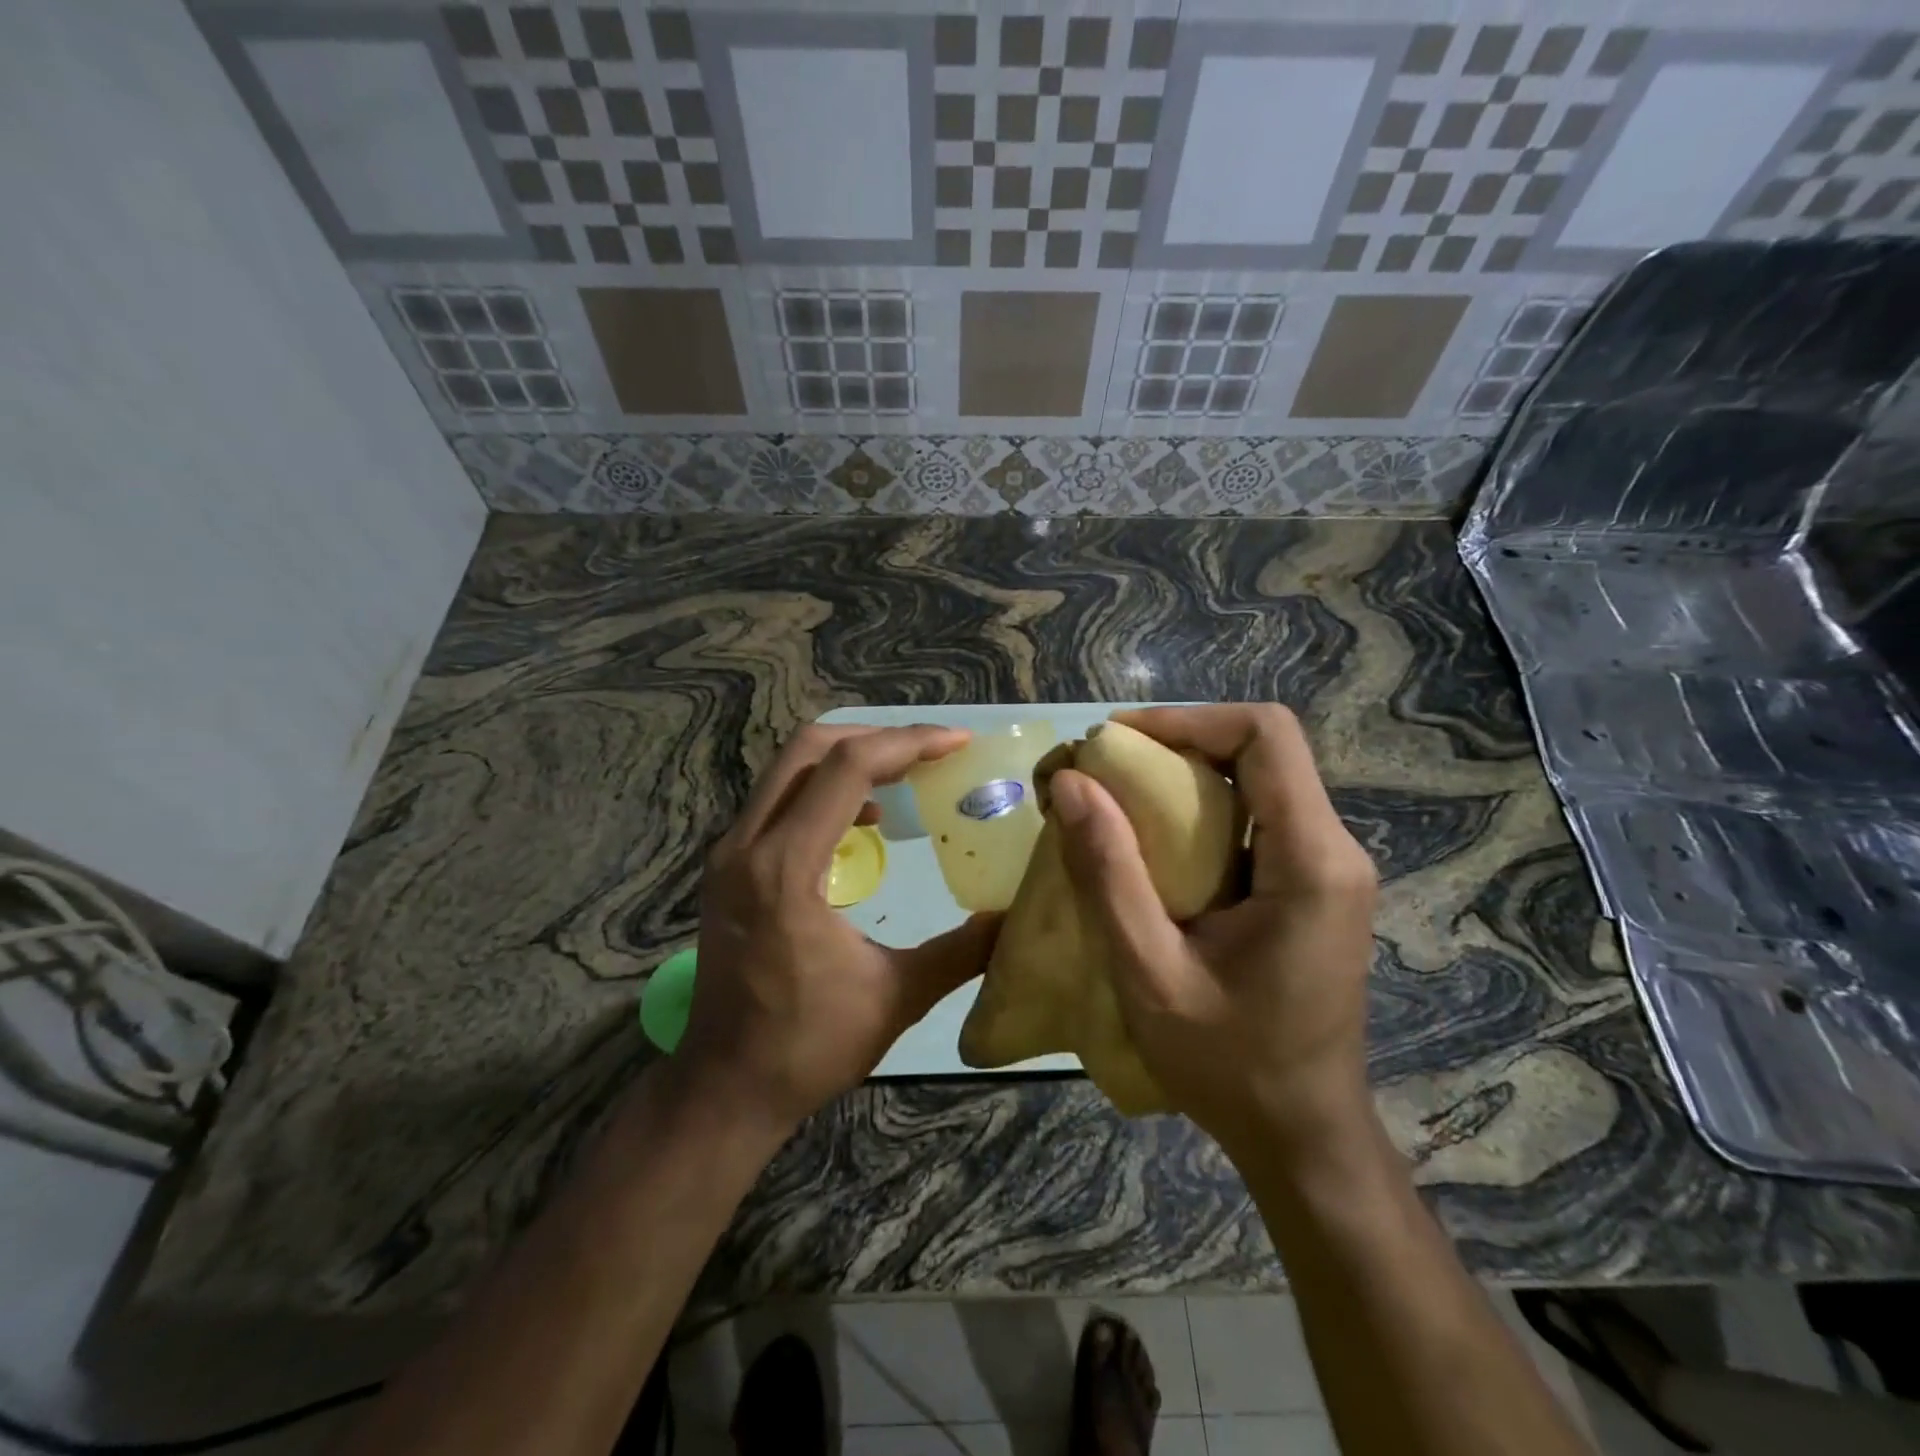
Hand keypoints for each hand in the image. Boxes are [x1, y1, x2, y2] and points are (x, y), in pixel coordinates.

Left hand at [676, 724, 999, 1135]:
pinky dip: (823, 790)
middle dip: (875, 738)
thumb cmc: (807, 1046)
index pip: (848, 769)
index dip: (908, 744)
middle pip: (808, 748)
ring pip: (787, 769)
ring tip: (904, 775)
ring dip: (848, 760)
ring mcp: (729, 853)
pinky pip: (777, 800)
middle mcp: (746, 844)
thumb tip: (1013, 918)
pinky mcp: (727, 868)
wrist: (723, 1088)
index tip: (956, 744)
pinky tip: (862, 820)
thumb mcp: (896, 996)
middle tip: (929, 751)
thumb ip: (961, 951)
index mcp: (786, 868)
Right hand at [1048, 705, 1377, 1158]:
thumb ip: (1108, 874)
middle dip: (1177, 743)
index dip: (1188, 719)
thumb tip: (1071, 784)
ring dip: (1185, 776)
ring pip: (1258, 780)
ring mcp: (1329, 869)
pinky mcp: (1312, 887)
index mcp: (1312, 862)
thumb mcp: (1150, 972)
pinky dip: (1200, 812)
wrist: (1302, 1136)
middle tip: (1105, 769)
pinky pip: (1256, 819)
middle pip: (1261, 750)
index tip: (1118, 741)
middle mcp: (1334, 850)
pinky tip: (1153, 845)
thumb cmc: (1230, 1064)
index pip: (1266, 735)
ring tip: (1117, 799)